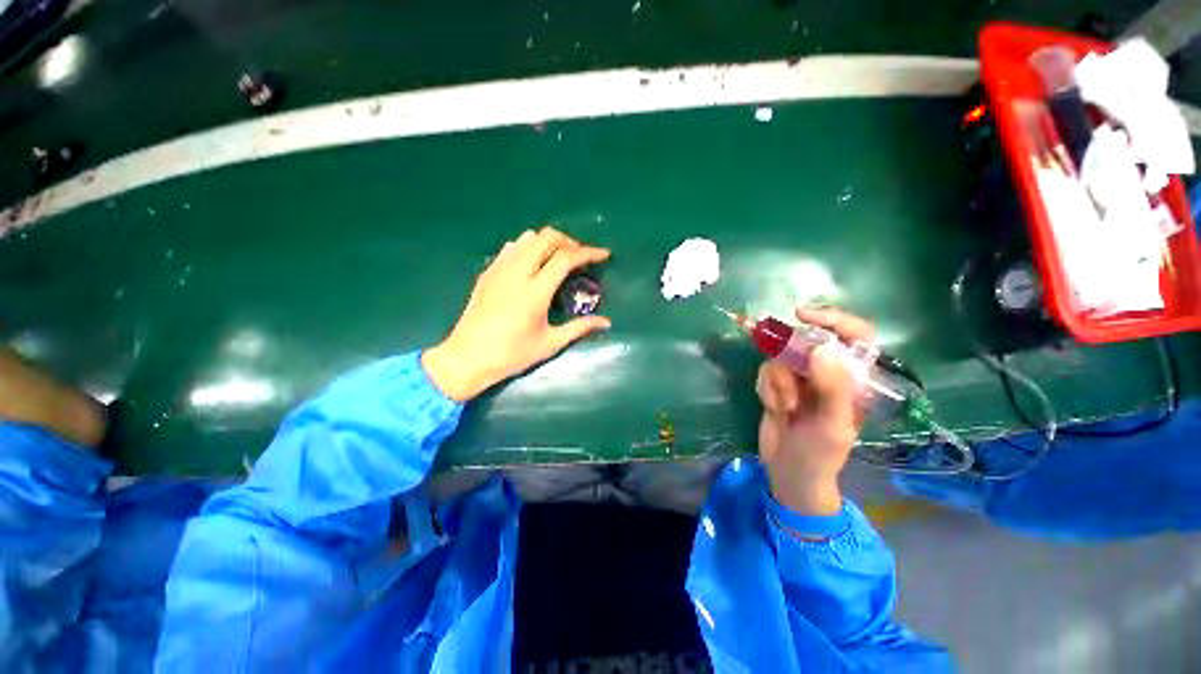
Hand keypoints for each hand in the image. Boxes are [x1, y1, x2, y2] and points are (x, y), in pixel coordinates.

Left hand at [422, 227, 610, 400]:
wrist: (467, 358)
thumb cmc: (511, 355)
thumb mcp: (550, 343)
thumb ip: (580, 328)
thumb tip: (606, 323)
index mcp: (535, 291)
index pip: (565, 258)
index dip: (588, 252)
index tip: (603, 254)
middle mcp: (517, 273)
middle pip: (546, 237)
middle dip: (569, 241)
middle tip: (580, 257)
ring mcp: (499, 270)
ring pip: (527, 238)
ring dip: (547, 242)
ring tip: (557, 260)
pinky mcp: (487, 273)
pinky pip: (511, 248)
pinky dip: (527, 248)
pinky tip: (532, 266)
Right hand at [756, 307, 872, 517]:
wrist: (789, 473)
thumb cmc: (820, 455)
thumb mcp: (832, 425)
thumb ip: (832, 387)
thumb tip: (821, 348)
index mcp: (855, 380)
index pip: (855, 336)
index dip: (833, 319)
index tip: (802, 315)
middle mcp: (828, 373)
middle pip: (807, 343)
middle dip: (790, 360)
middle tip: (785, 384)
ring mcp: (801, 379)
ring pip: (782, 357)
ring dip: (777, 382)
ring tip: (783, 408)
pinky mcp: (779, 385)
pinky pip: (767, 370)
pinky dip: (766, 387)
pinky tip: (773, 408)